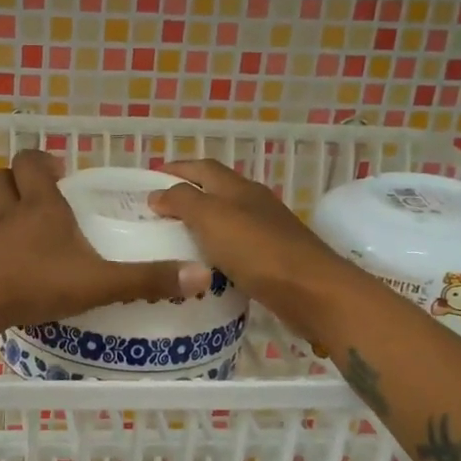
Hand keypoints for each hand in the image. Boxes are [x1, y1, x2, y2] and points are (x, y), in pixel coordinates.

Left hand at [0, 151, 211, 329]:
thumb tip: (200, 276)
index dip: (42, 160)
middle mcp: (11, 214)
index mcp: (42, 206)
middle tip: (41, 194)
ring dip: (2, 209)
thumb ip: (146, 280)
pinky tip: (7, 262)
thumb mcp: (100, 282)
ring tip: (22, 224)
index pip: (31, 163)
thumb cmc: (38, 282)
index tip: (60, 170)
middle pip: (2, 178)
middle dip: (18, 179)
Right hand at [148, 159, 342, 312]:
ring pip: (226, 220)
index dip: (177, 169)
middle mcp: (254, 203)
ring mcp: (266, 231)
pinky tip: (203, 266)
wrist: (311, 292)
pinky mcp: (272, 259)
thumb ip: (183, 202)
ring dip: (200, 225)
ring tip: (172, 240)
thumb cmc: (257, 250)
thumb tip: (157, 193)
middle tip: (155, 213)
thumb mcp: (212, 218)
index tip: (149, 178)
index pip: (203, 168)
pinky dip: (215, 250)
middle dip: (186, 196)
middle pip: (216, 192)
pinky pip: (235, 248)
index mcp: (239, 188)